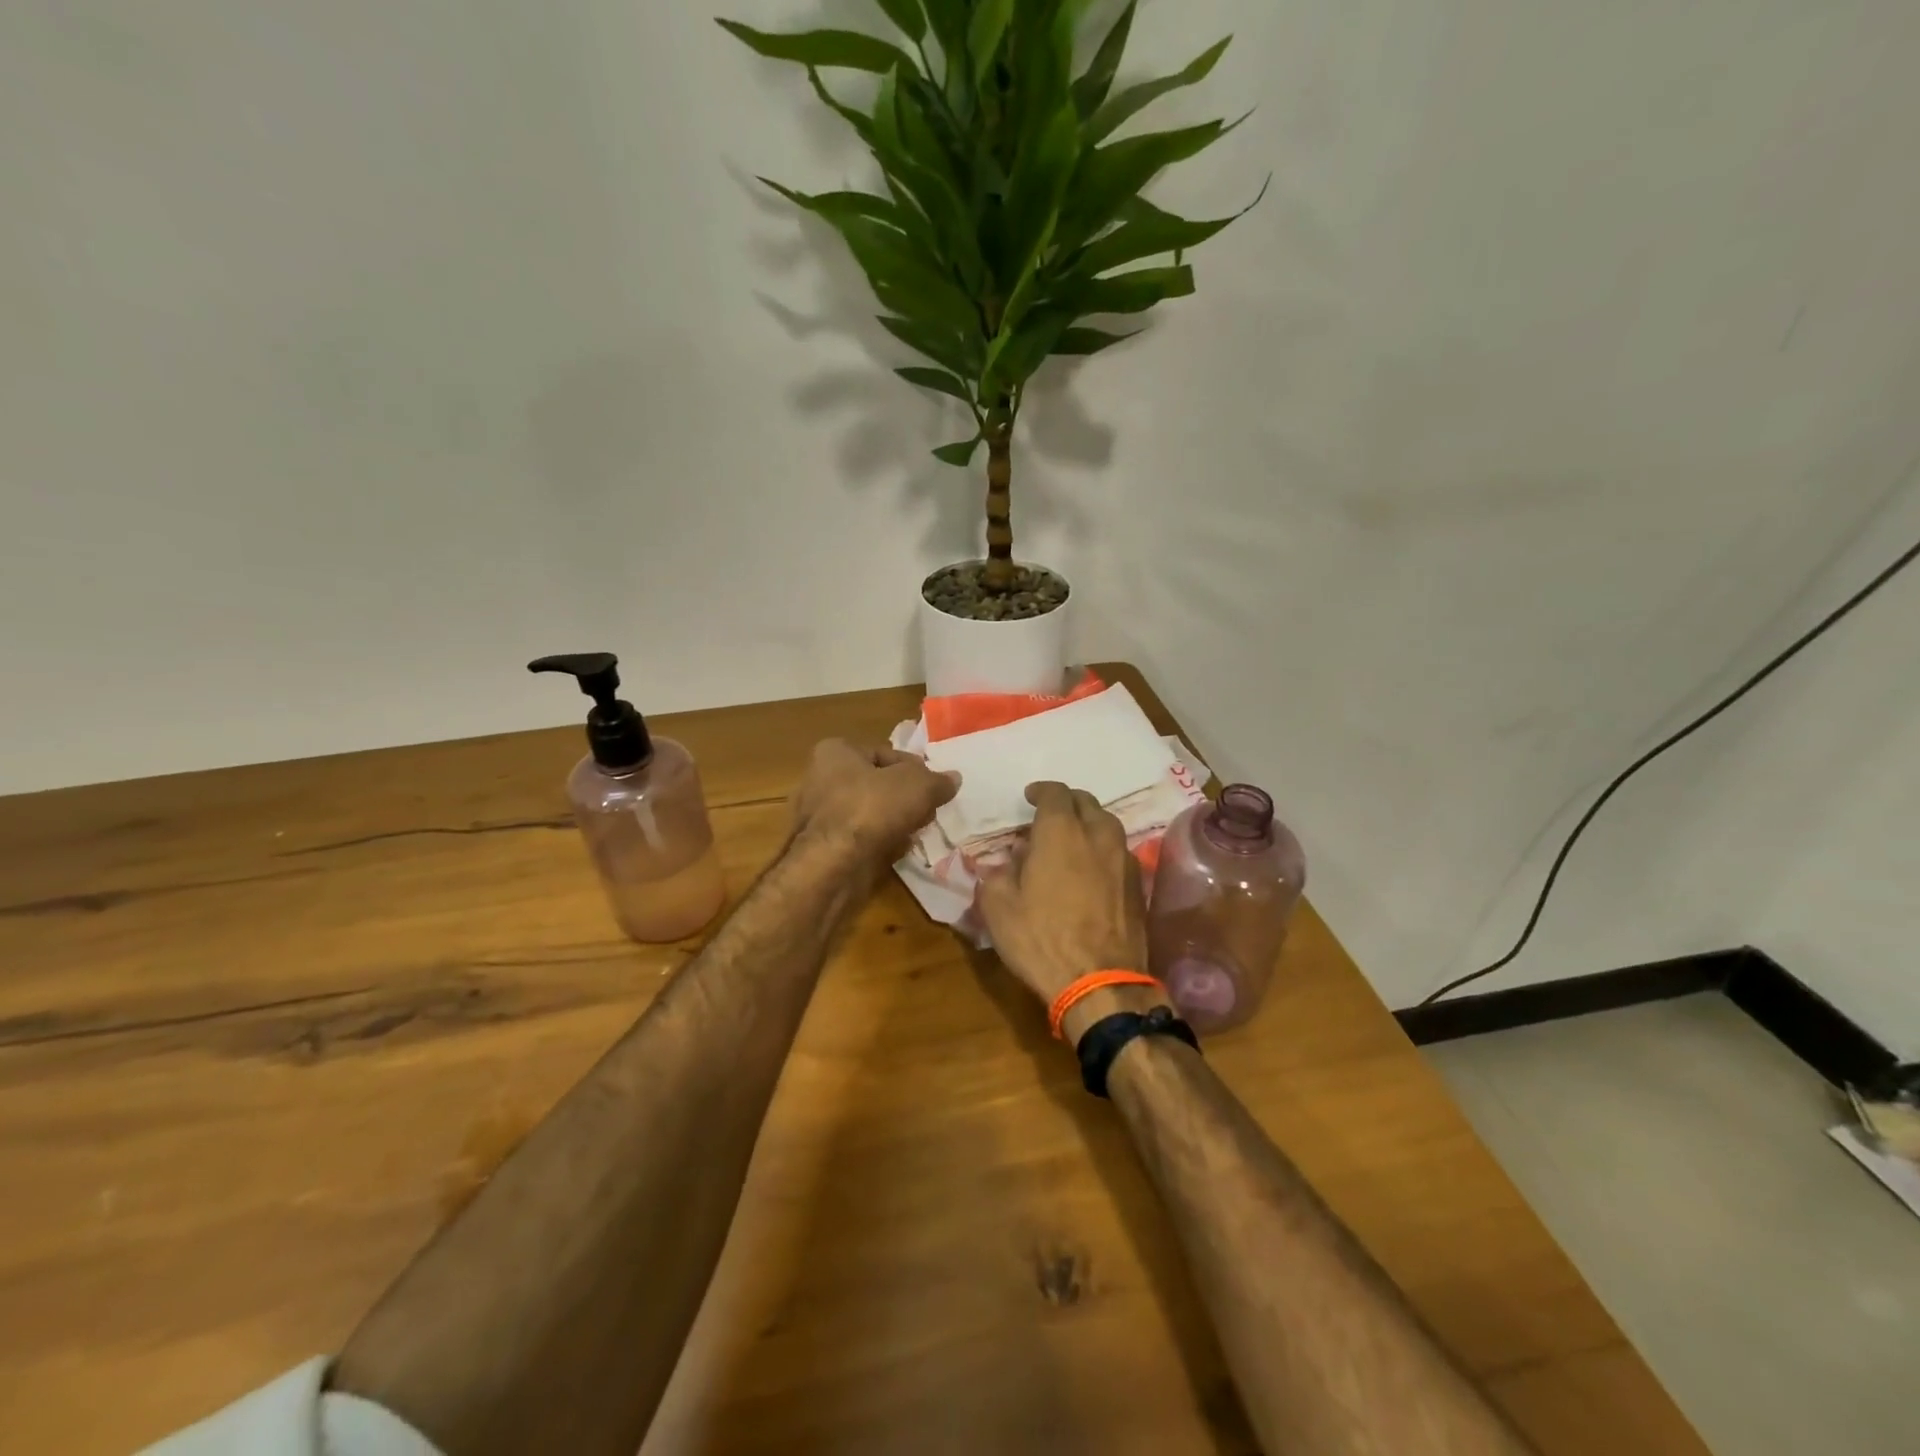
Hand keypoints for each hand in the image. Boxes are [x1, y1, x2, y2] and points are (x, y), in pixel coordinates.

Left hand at [790, 740, 958, 868]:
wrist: (834, 865)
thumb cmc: (872, 808)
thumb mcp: (917, 786)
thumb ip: (938, 781)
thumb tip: (954, 779)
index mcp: (835, 752)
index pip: (885, 753)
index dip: (914, 768)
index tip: (934, 786)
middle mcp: (820, 779)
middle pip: (877, 784)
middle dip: (905, 797)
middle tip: (929, 810)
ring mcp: (819, 816)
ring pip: (869, 813)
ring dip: (895, 821)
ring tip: (917, 831)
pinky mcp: (823, 847)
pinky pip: (860, 838)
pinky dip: (880, 842)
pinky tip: (898, 850)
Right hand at [976, 782, 1150, 1036]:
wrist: (1100, 983)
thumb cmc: (1041, 939)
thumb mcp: (998, 907)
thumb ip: (997, 874)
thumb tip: (1005, 863)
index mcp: (1060, 832)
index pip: (1055, 793)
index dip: (1041, 791)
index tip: (1030, 797)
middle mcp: (1097, 836)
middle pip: (1087, 803)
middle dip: (1067, 802)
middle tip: (1050, 815)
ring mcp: (1124, 860)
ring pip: (1108, 825)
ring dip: (1089, 823)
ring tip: (1073, 839)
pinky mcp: (1138, 886)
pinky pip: (1119, 852)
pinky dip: (1103, 850)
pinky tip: (1092, 869)